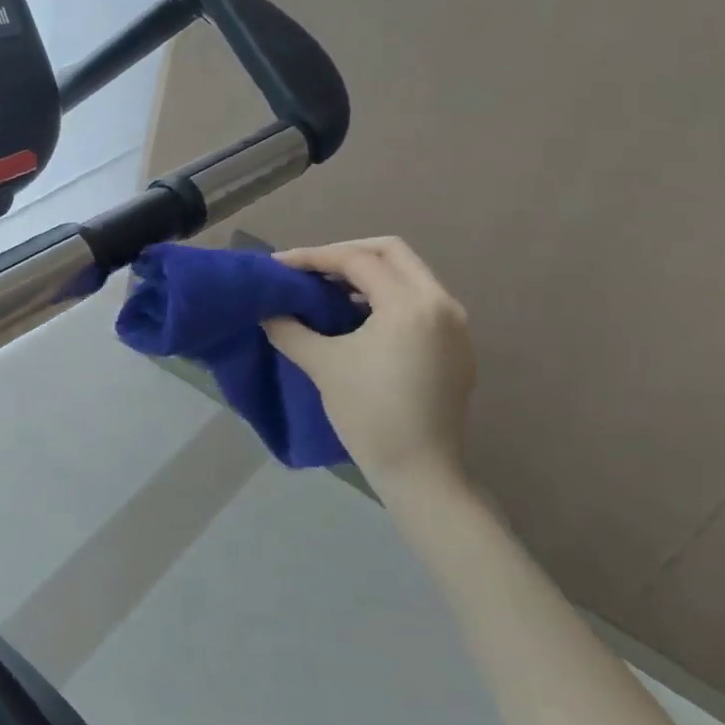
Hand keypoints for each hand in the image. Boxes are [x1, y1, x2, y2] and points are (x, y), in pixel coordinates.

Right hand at [264, 237, 475, 485]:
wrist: (419, 471)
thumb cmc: (368, 414)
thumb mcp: (322, 364)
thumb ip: (289, 328)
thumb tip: (267, 309)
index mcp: (410, 304)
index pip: (357, 260)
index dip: (313, 257)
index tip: (279, 265)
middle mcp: (442, 304)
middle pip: (391, 252)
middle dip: (345, 253)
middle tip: (309, 269)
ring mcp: (456, 325)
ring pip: (409, 275)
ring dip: (367, 274)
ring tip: (327, 290)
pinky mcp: (457, 346)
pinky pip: (419, 301)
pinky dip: (386, 297)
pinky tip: (358, 316)